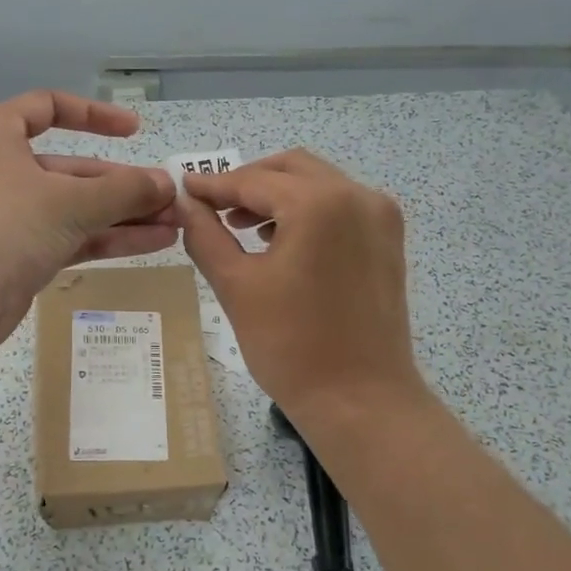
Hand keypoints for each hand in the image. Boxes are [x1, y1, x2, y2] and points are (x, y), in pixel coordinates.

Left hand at [0, 91, 177, 351]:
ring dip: (124, 214)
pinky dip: (110, 237)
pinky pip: (73, 237)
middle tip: (170, 195)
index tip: (134, 130)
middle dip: (123, 183)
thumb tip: (167, 185)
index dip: (93, 115)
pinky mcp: (23, 254)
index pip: (48, 107)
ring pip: (77, 207)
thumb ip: (125, 191)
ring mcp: (13, 216)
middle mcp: (4, 171)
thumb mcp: (73, 201)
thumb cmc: (9, 225)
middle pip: (73, 168)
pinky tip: (155, 242)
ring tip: (175, 222)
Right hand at [180, 149, 427, 425]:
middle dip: (247, 182)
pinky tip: (279, 239)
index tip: (182, 188)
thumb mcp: (236, 286)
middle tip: (211, 207)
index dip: (213, 185)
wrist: (361, 401)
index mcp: (319, 204)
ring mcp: (380, 217)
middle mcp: (357, 196)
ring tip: (239, 226)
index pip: (254, 181)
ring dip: (277, 195)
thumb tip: (185, 204)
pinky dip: (305, 210)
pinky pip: (339, 206)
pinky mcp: (388, 240)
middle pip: (290, 169)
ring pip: (317, 183)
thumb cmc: (291, 346)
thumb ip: (205, 235)